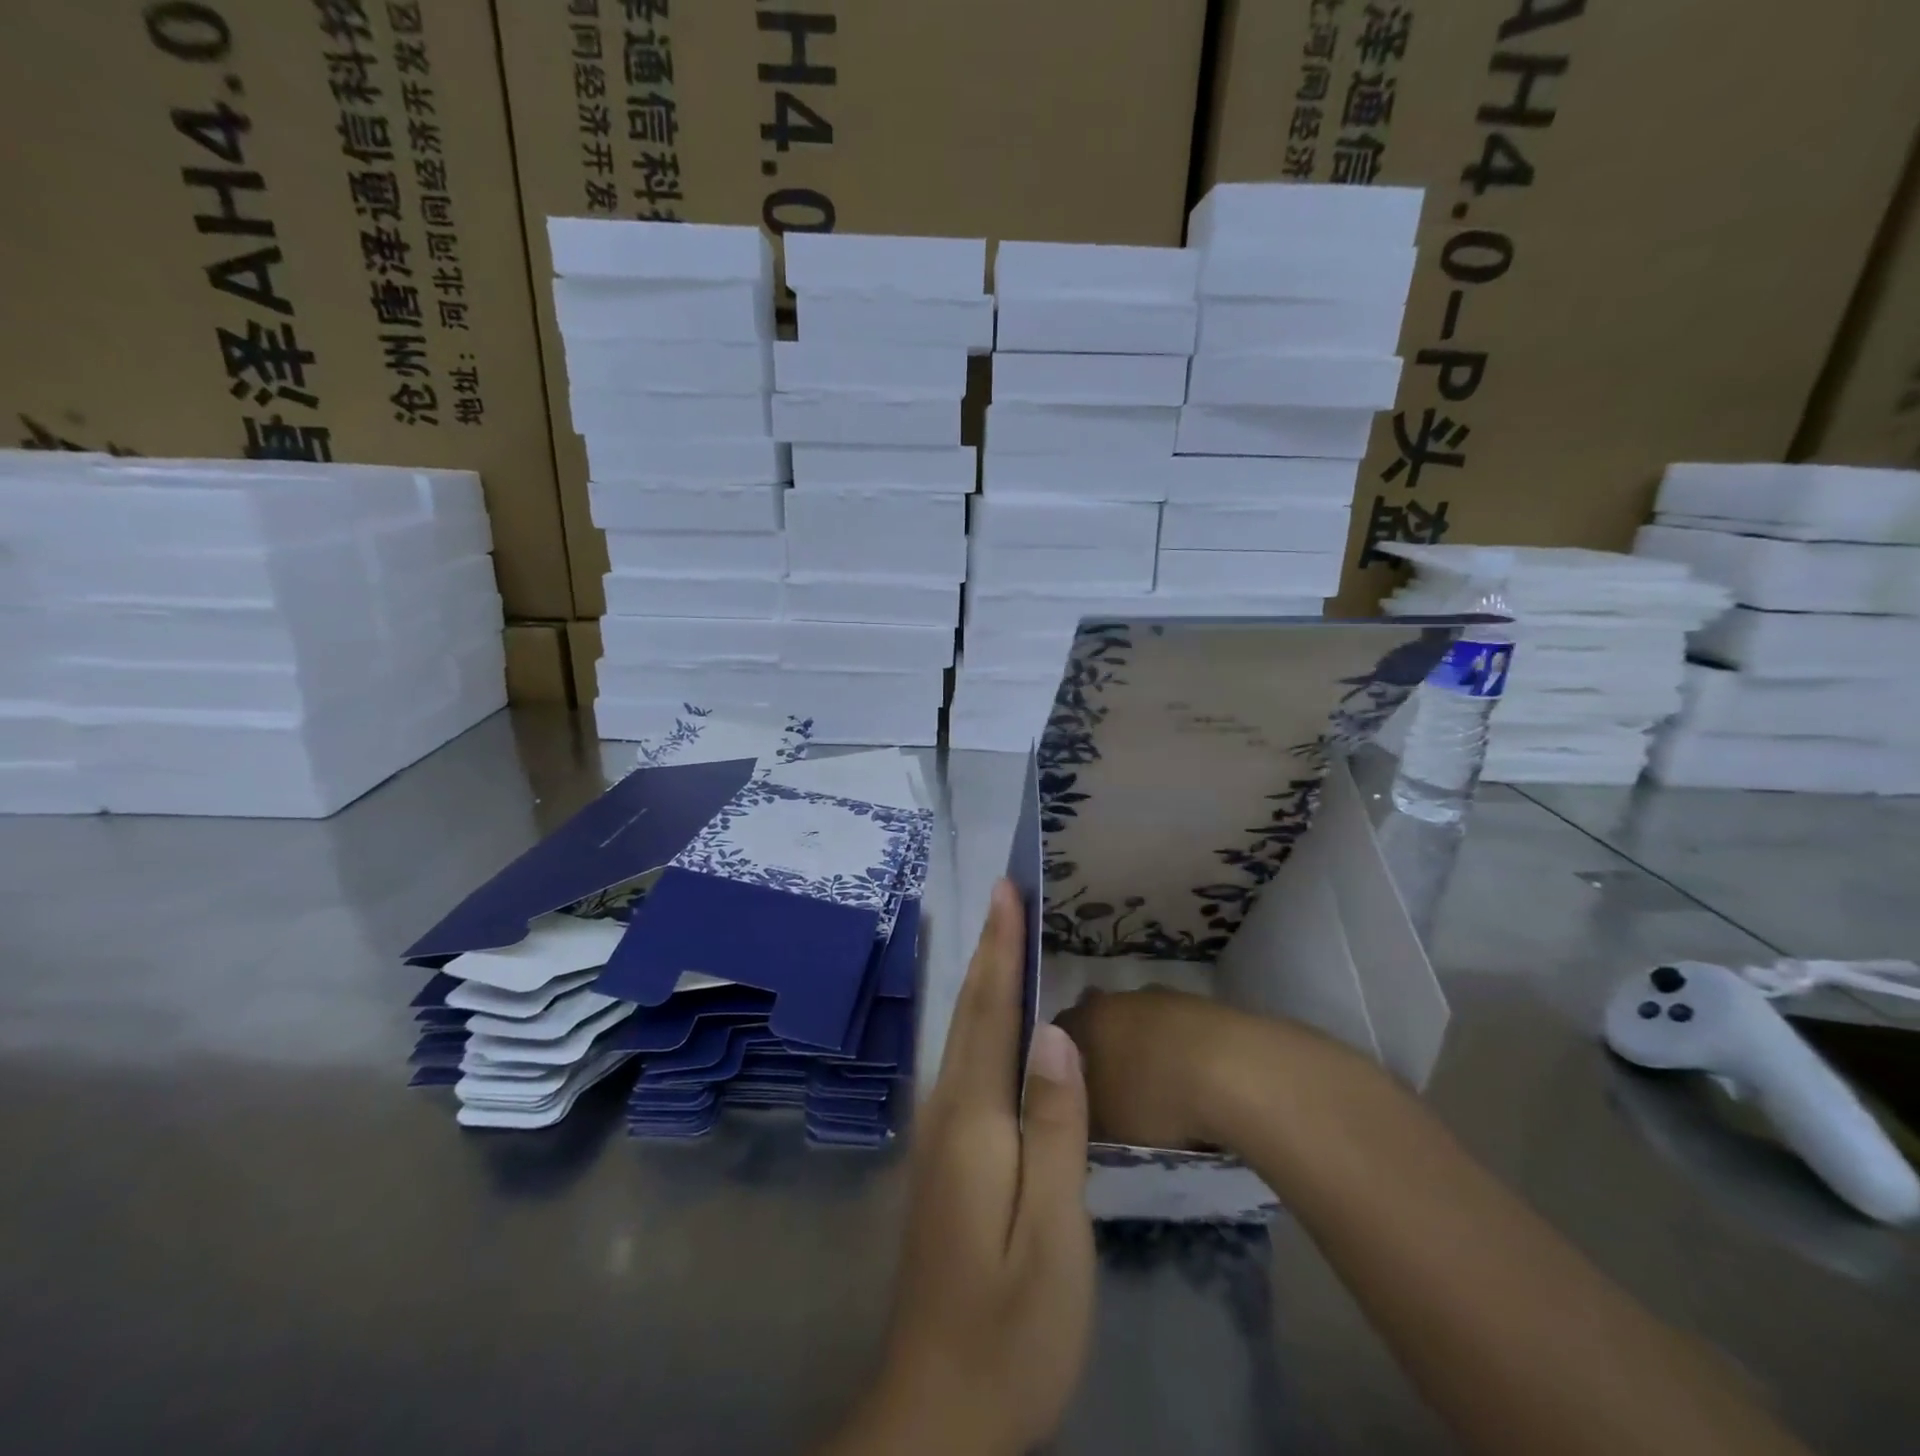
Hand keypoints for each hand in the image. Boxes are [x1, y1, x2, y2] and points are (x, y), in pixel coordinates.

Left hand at [822, 880, 1094, 1455]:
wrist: (939, 1408)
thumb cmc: (1011, 1324)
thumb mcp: (1053, 1232)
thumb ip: (1054, 1128)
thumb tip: (1056, 1032)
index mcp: (974, 1120)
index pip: (991, 1011)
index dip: (1000, 947)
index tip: (1007, 891)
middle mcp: (947, 1113)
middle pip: (970, 1014)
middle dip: (987, 948)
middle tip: (1003, 894)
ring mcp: (939, 1138)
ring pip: (961, 1036)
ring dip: (981, 979)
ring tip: (1000, 936)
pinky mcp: (944, 1160)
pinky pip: (964, 1064)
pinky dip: (979, 1021)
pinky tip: (993, 1021)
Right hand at [1055, 987, 1283, 1150]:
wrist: (1236, 1073)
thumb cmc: (1153, 1097)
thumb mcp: (1102, 1124)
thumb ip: (1080, 1114)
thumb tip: (1074, 1111)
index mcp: (1088, 1018)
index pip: (1058, 1031)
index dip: (1057, 1060)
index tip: (1066, 1090)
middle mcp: (1120, 998)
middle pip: (1101, 1020)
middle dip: (1103, 1049)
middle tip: (1111, 1089)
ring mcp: (1166, 998)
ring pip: (1142, 1021)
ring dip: (1144, 1047)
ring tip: (1156, 1090)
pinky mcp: (1205, 1007)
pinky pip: (1178, 1031)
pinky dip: (1178, 1052)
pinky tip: (1191, 1084)